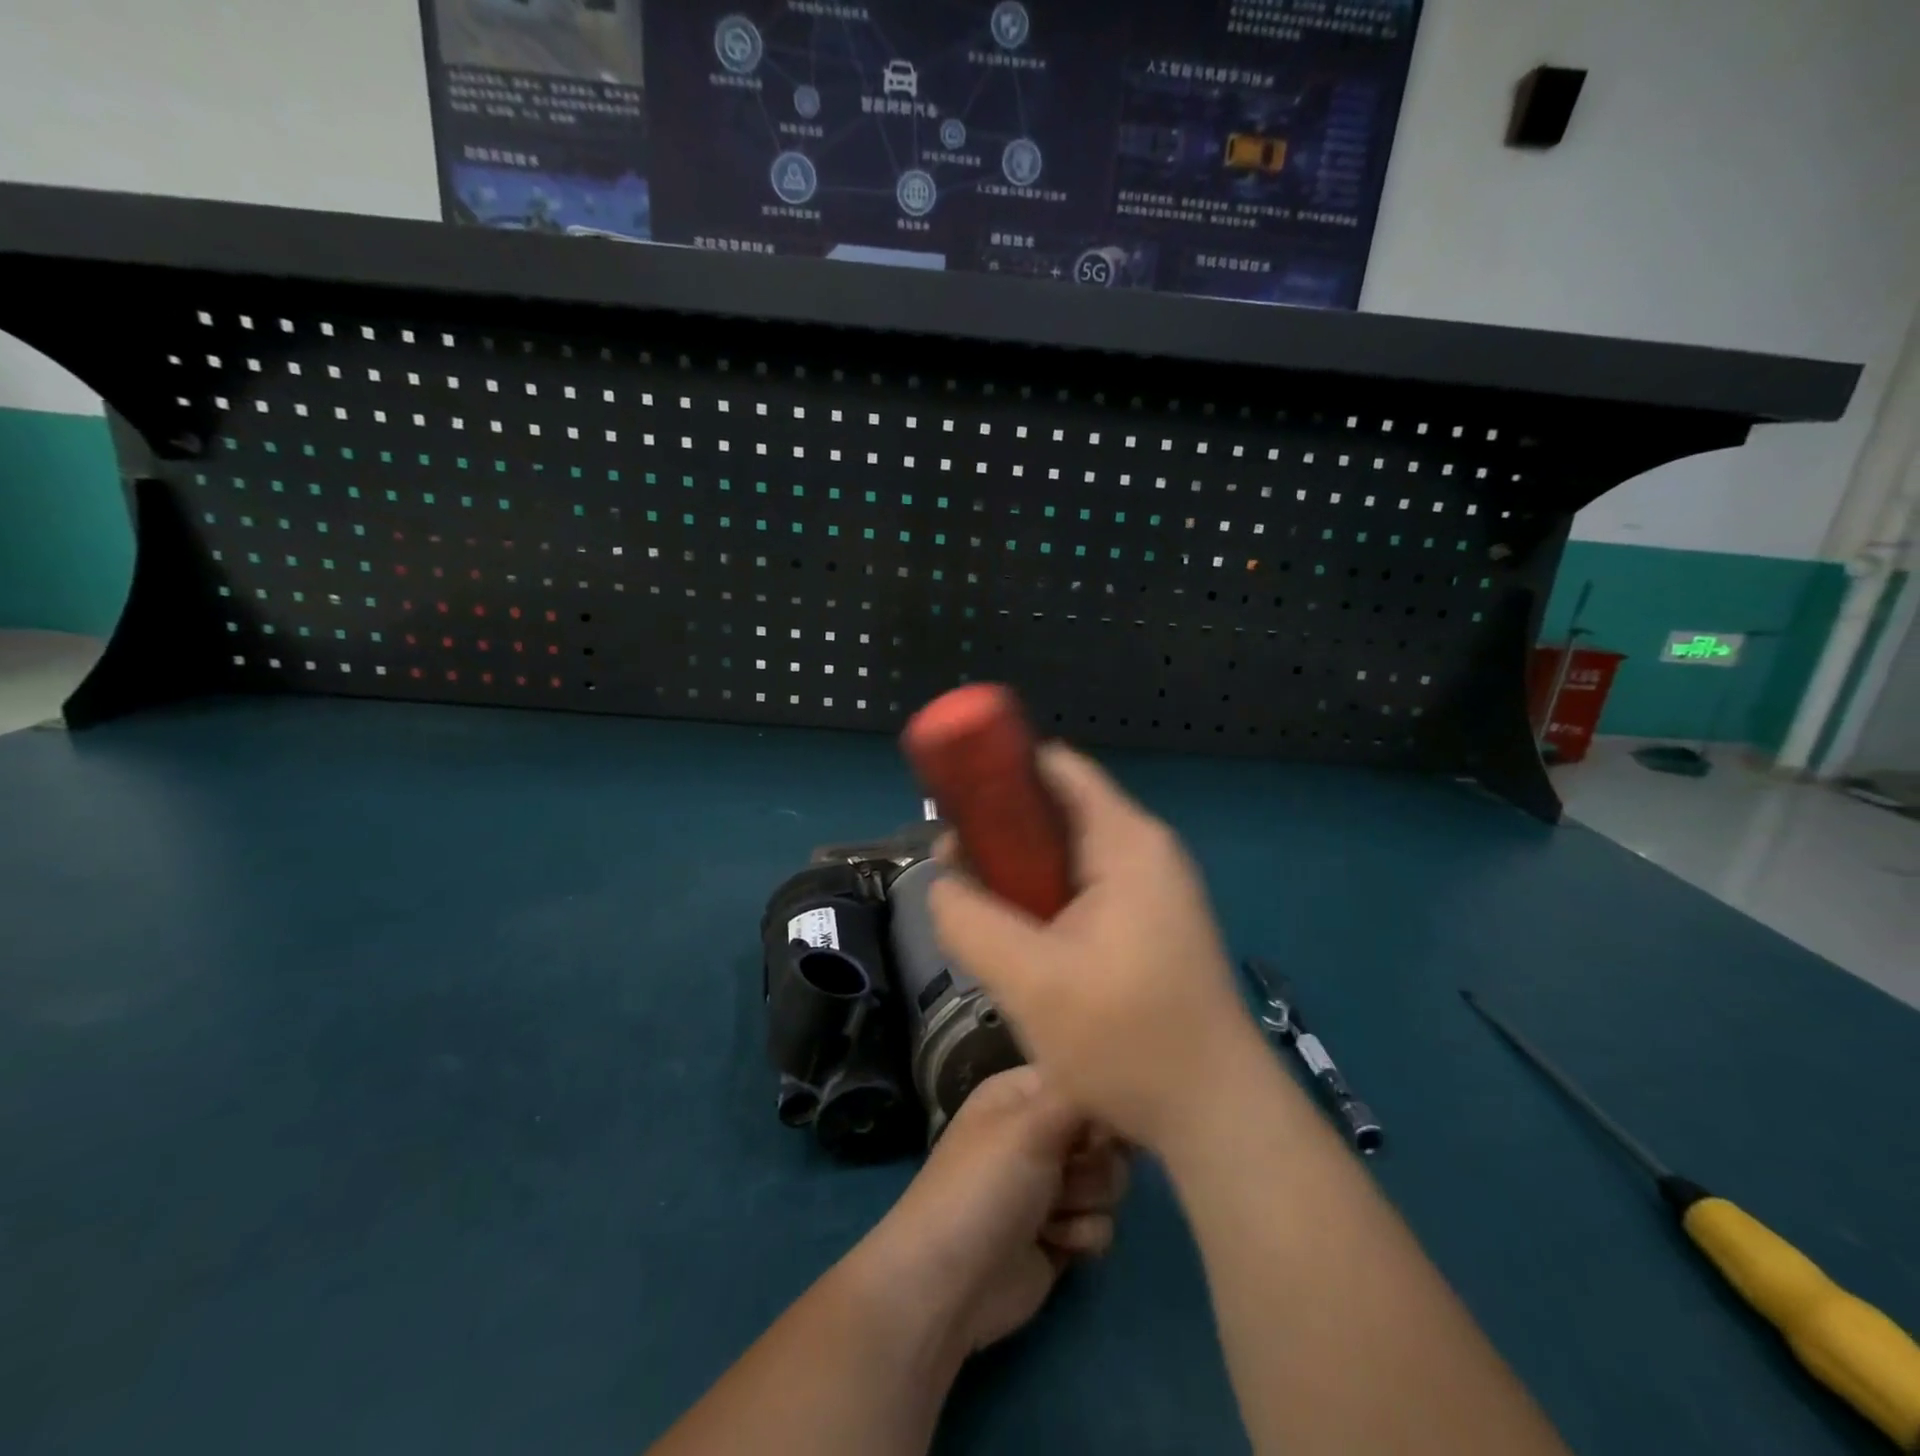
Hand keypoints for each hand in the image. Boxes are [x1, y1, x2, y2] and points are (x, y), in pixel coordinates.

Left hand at [857, 1065, 1127, 1357]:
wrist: (951, 1284)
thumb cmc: (985, 1187)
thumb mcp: (1030, 1126)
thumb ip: (1081, 1096)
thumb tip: (1116, 1079)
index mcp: (1021, 1094)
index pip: (1080, 1077)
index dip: (1097, 1099)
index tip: (1097, 1121)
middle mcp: (1038, 1132)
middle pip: (1104, 1131)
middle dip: (1094, 1158)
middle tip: (1066, 1170)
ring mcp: (1051, 1184)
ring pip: (1110, 1179)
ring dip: (1086, 1199)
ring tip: (1050, 1213)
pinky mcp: (1064, 1233)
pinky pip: (1102, 1223)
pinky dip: (1082, 1235)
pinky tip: (1052, 1243)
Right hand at [928, 745, 1256, 1152]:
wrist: (1216, 1117)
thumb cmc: (1128, 1039)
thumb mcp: (1029, 981)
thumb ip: (970, 921)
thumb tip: (941, 883)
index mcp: (1126, 841)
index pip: (1055, 768)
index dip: (999, 774)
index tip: (953, 805)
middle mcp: (1144, 851)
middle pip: (1057, 812)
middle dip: (1001, 836)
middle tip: (956, 875)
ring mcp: (1152, 890)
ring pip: (1066, 858)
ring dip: (1019, 878)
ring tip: (982, 918)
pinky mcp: (1150, 926)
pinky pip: (1083, 892)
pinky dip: (1045, 904)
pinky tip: (1022, 947)